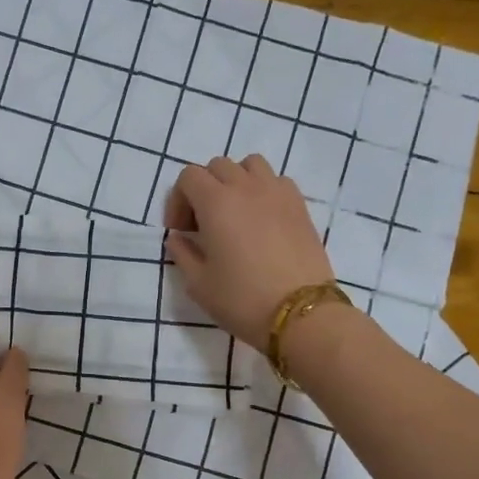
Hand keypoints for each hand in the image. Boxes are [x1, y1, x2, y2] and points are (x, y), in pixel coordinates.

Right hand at [164, 155, 335, 351]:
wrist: (300, 314)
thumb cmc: (242, 299)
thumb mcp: (198, 283)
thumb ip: (182, 253)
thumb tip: (179, 237)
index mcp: (216, 203)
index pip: (188, 177)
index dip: (178, 200)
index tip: (181, 230)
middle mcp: (246, 187)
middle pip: (217, 166)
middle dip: (204, 189)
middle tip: (203, 224)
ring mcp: (277, 192)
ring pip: (250, 165)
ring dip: (235, 181)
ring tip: (235, 213)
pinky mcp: (300, 205)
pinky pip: (276, 180)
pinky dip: (263, 189)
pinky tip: (262, 219)